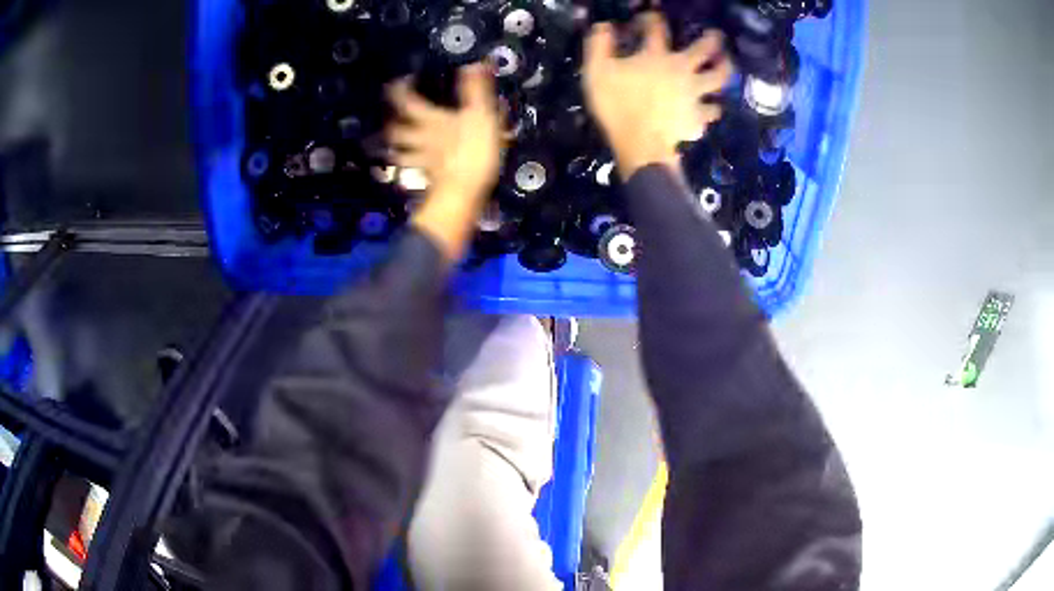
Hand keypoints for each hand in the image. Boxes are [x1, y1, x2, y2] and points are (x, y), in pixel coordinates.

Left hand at [386, 64, 501, 262]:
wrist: (463, 195)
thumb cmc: (471, 153)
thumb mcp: (480, 116)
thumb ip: (476, 90)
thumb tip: (474, 63)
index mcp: (429, 120)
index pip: (406, 101)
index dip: (399, 89)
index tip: (399, 81)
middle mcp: (419, 138)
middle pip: (395, 130)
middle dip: (391, 120)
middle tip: (392, 113)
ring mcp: (421, 159)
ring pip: (400, 150)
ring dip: (395, 144)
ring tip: (395, 139)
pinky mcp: (428, 176)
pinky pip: (413, 167)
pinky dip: (410, 164)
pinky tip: (416, 163)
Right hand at [582, 13, 732, 179]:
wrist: (640, 145)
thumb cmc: (617, 105)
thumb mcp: (596, 71)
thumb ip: (599, 45)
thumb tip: (604, 25)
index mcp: (656, 56)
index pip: (657, 29)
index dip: (653, 19)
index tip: (650, 17)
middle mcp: (682, 70)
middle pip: (703, 49)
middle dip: (711, 39)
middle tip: (716, 35)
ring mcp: (694, 94)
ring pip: (718, 78)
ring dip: (724, 69)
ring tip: (726, 65)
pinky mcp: (698, 117)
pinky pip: (710, 111)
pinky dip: (710, 109)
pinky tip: (710, 109)